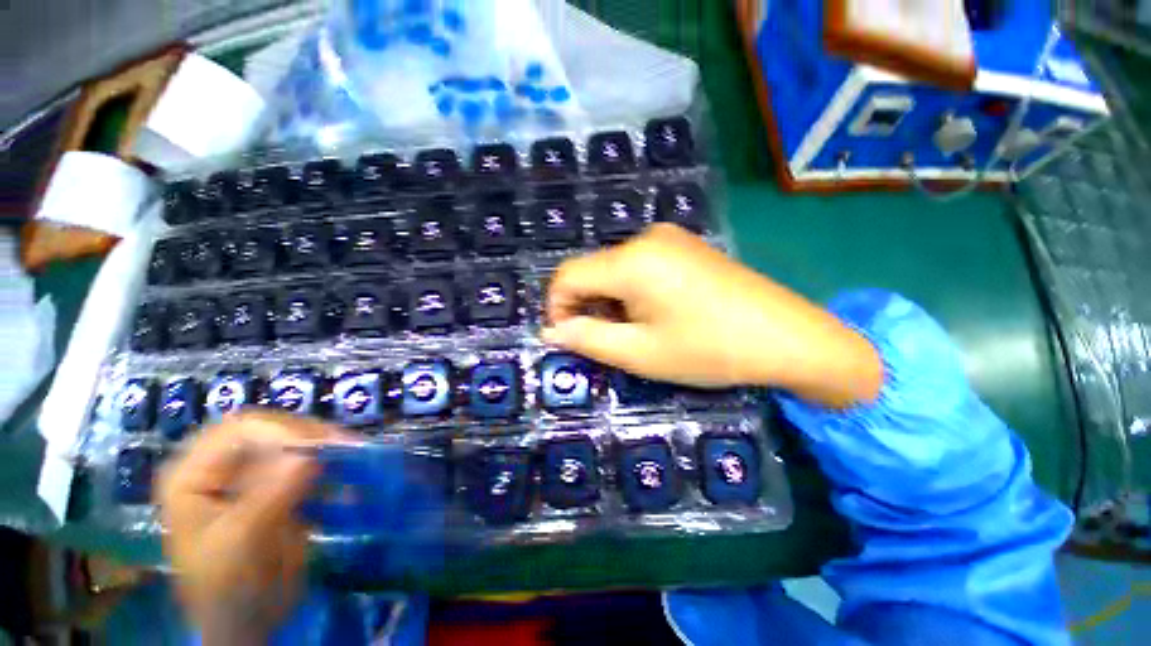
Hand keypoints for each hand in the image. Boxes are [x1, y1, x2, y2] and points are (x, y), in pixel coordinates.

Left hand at [157, 411, 340, 643]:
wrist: (245, 622)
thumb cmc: (227, 588)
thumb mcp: (242, 544)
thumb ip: (270, 497)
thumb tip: (309, 457)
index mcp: (193, 474)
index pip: (239, 430)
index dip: (283, 431)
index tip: (323, 447)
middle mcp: (220, 466)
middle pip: (270, 429)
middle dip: (310, 434)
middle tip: (347, 446)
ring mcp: (250, 476)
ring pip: (293, 442)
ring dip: (325, 447)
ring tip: (353, 455)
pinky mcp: (277, 487)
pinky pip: (307, 463)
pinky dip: (330, 466)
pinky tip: (347, 476)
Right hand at [542, 224, 881, 407]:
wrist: (788, 337)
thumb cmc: (709, 349)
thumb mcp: (640, 353)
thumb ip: (588, 339)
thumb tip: (551, 331)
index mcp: (631, 261)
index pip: (567, 275)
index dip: (557, 307)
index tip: (567, 337)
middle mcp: (646, 238)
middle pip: (591, 270)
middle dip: (586, 306)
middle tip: (606, 341)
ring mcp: (669, 238)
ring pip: (614, 269)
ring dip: (609, 300)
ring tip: (635, 331)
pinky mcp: (685, 245)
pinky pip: (639, 265)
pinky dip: (631, 291)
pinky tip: (655, 313)